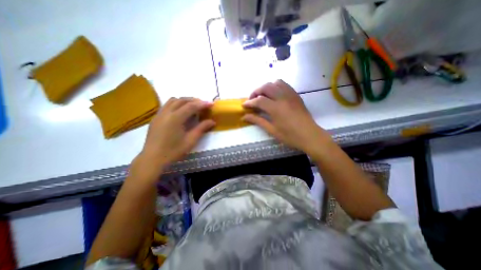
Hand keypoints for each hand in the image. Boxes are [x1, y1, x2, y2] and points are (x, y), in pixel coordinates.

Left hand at [139, 97, 213, 168]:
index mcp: (175, 118)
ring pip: (173, 100)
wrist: (152, 159)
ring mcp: (159, 114)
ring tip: (193, 106)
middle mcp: (166, 112)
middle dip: (194, 100)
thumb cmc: (173, 151)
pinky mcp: (156, 118)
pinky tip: (181, 112)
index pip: (191, 106)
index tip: (211, 104)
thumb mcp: (190, 141)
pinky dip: (176, 104)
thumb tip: (212, 121)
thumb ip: (202, 128)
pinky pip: (167, 105)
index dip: (202, 104)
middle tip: (203, 105)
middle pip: (182, 100)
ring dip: (184, 101)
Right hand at [243, 80, 332, 154]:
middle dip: (256, 91)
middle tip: (252, 100)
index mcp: (276, 108)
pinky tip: (274, 95)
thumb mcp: (272, 130)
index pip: (259, 100)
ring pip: (275, 83)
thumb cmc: (290, 136)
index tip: (244, 105)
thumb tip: (244, 117)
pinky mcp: (296, 95)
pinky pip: (284, 85)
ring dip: (266, 87)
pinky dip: (276, 86)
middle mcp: (283, 98)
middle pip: (266, 87)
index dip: (249, 102)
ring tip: (263, 96)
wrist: (310, 135)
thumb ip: (258, 121)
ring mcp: (291, 95)